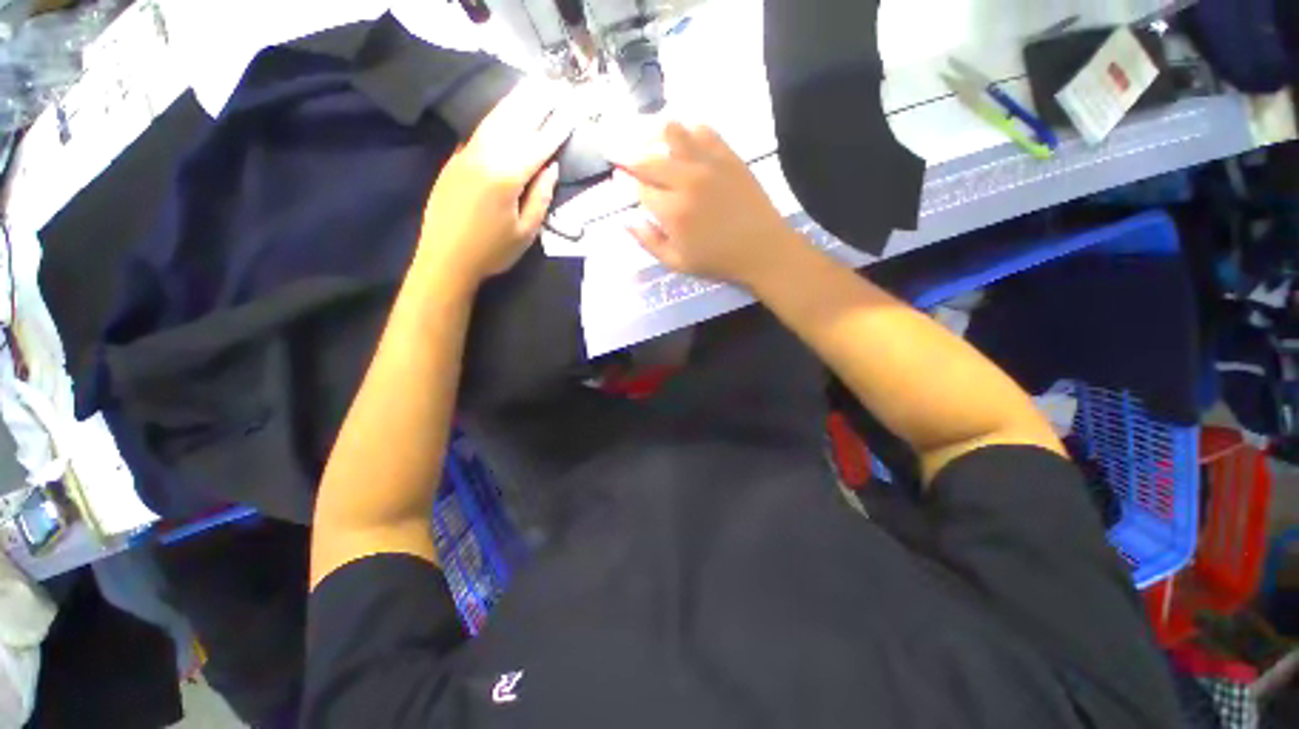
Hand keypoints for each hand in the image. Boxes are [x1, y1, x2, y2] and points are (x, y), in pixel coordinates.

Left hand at [417, 82, 573, 286]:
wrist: (444, 260)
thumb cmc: (492, 252)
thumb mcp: (526, 232)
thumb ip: (540, 198)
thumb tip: (551, 168)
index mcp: (507, 177)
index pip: (537, 146)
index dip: (555, 129)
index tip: (570, 112)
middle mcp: (485, 157)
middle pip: (513, 123)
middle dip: (534, 105)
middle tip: (551, 87)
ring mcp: (465, 156)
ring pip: (493, 122)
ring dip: (513, 105)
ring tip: (528, 89)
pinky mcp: (453, 162)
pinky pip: (478, 134)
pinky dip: (494, 120)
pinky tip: (502, 115)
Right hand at [615, 122, 799, 287]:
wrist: (762, 248)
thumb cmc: (717, 260)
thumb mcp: (677, 262)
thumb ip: (648, 241)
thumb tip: (625, 220)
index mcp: (672, 212)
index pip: (640, 188)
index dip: (627, 183)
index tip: (622, 180)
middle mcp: (686, 180)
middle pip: (648, 158)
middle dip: (632, 159)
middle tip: (627, 160)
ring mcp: (708, 163)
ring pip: (672, 132)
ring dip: (655, 137)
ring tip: (653, 146)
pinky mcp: (728, 155)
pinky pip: (702, 130)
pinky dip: (688, 133)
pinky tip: (685, 145)